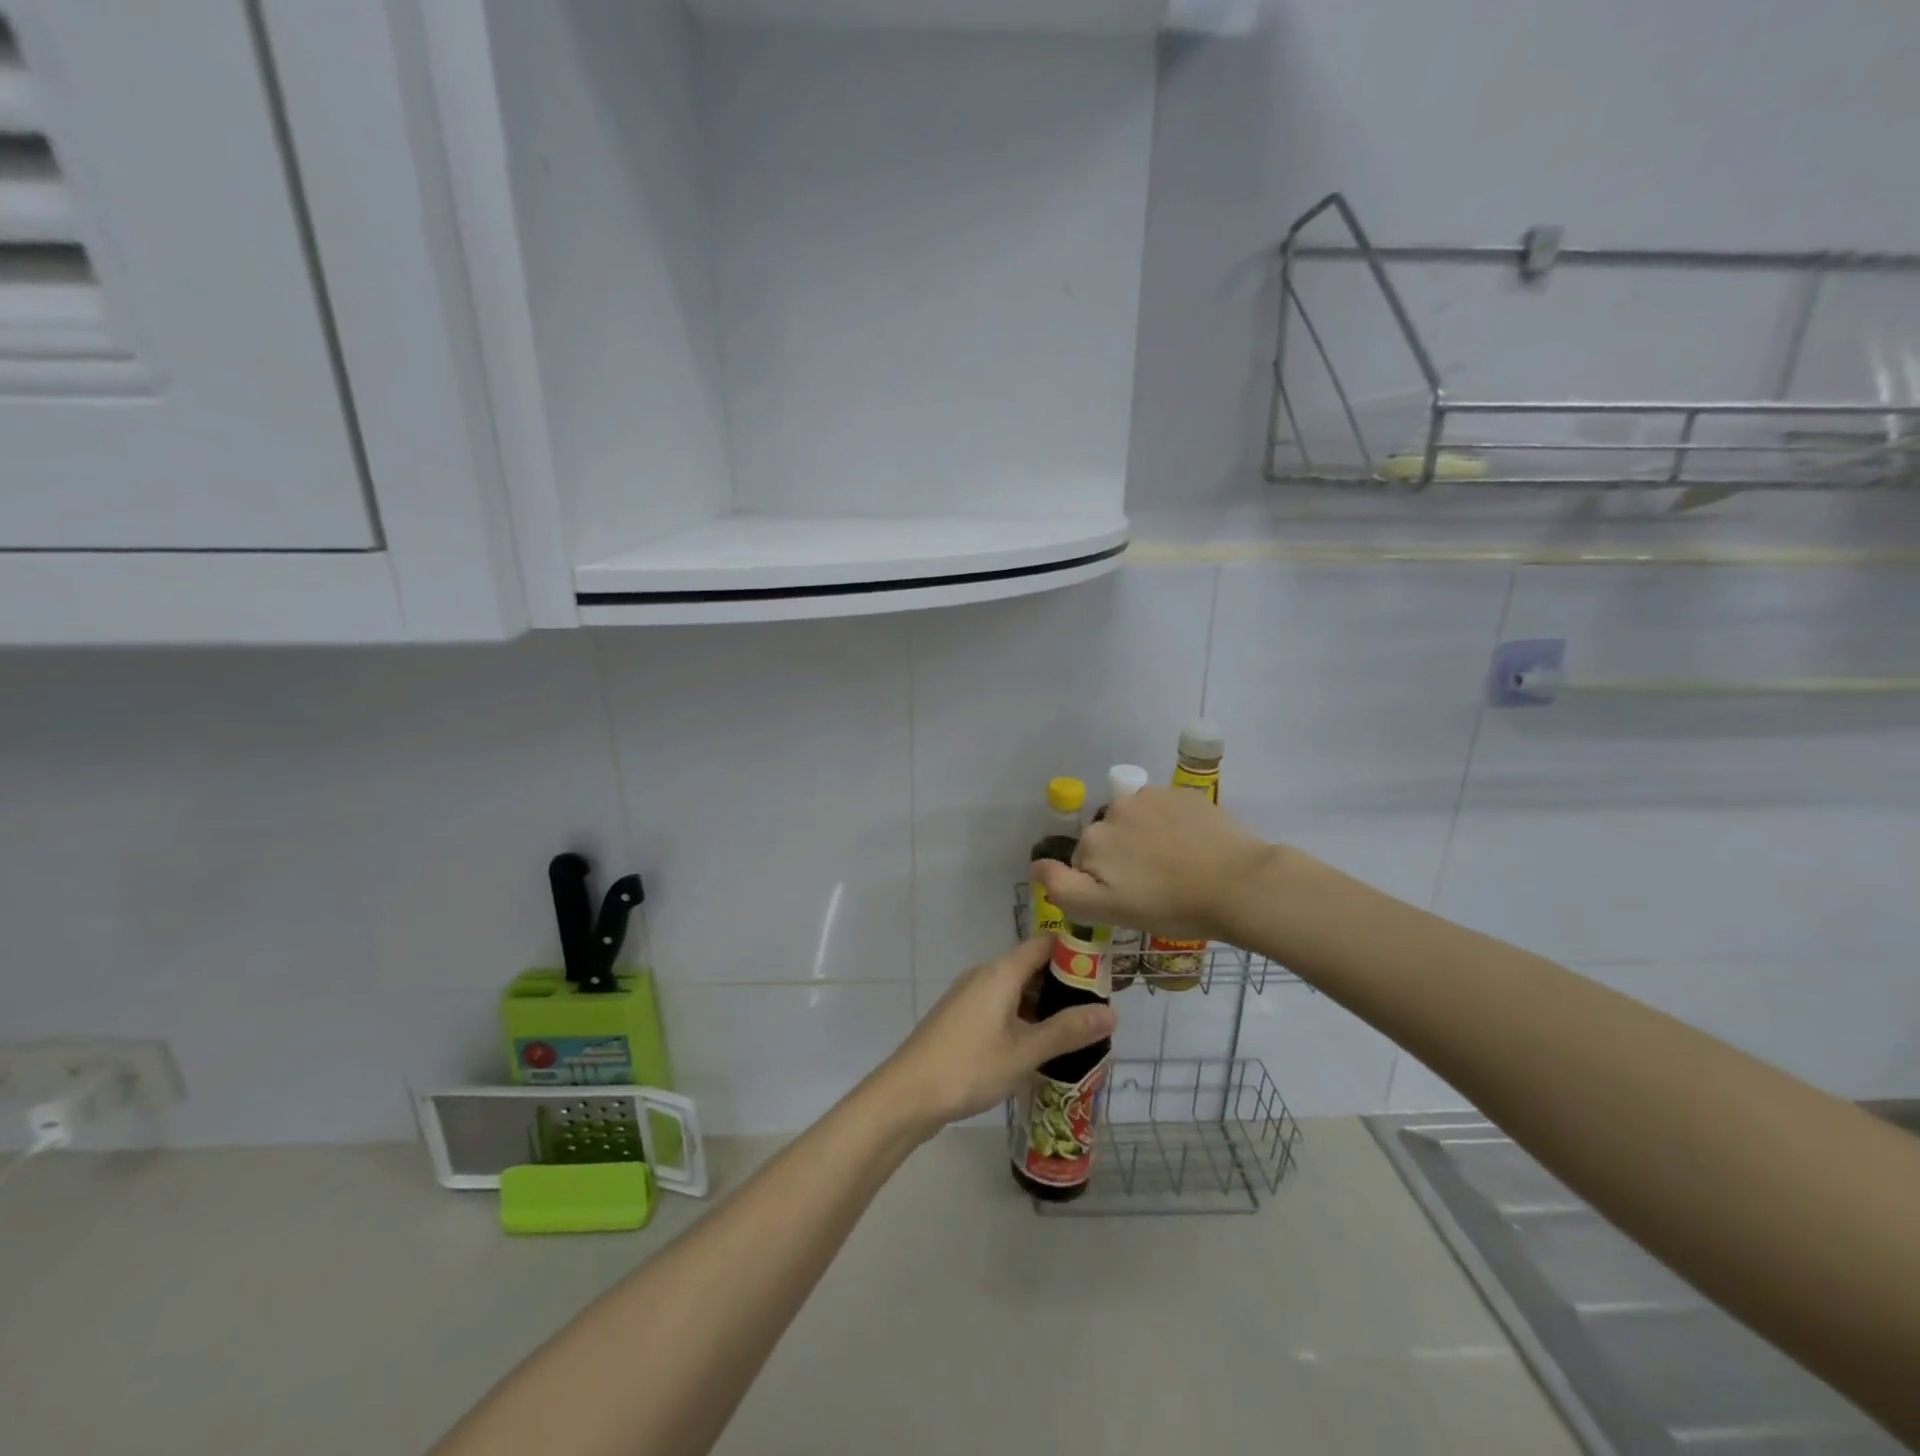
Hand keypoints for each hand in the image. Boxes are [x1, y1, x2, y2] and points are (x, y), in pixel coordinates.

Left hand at [871, 939, 1114, 1137]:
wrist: (907, 1095)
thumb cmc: (969, 1067)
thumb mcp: (1025, 1051)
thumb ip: (1068, 1031)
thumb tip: (1112, 1012)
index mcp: (1000, 972)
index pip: (1044, 944)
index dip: (1074, 952)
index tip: (1104, 972)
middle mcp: (984, 975)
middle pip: (1031, 967)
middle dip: (1064, 985)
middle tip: (1097, 1010)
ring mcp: (969, 997)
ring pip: (1015, 990)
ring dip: (1043, 1005)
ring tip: (1076, 1032)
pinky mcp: (960, 1019)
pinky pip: (1000, 1007)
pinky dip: (1023, 1018)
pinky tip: (1038, 1047)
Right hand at [1032, 786, 1273, 942]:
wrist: (1239, 885)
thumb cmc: (1170, 906)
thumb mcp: (1107, 910)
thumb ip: (1063, 887)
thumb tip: (1035, 864)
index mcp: (1094, 838)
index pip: (1084, 861)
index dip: (1103, 883)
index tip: (1131, 899)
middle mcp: (1115, 808)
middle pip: (1109, 837)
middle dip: (1123, 857)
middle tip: (1155, 886)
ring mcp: (1152, 796)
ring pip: (1136, 821)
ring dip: (1145, 839)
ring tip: (1176, 866)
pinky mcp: (1184, 794)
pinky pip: (1164, 811)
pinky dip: (1171, 826)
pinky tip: (1192, 848)